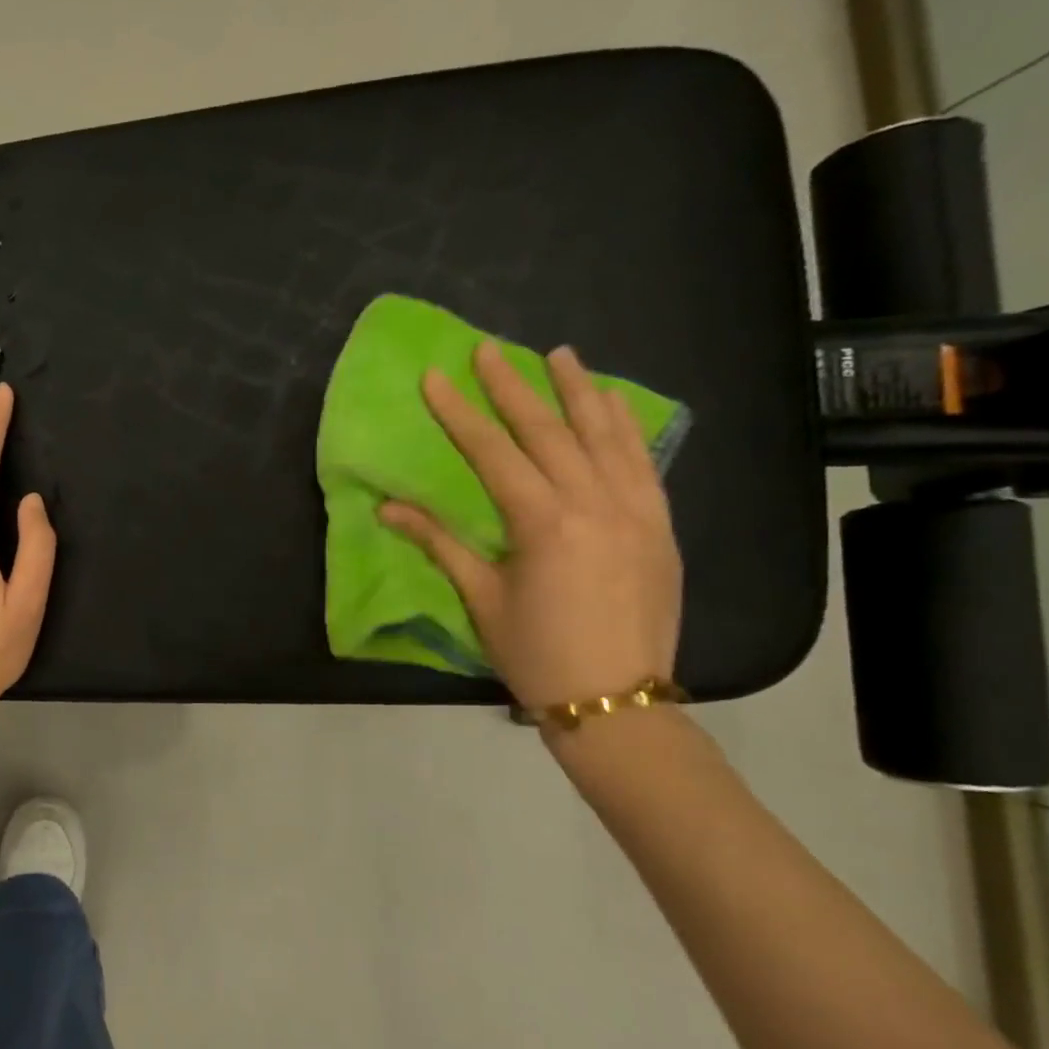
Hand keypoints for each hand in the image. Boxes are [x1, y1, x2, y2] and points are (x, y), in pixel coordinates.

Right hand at [379, 340, 681, 710]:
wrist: (616, 699)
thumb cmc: (535, 652)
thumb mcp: (481, 598)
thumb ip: (439, 543)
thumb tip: (388, 507)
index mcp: (543, 523)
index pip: (494, 452)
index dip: (460, 412)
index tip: (436, 377)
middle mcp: (593, 503)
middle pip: (548, 431)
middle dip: (513, 387)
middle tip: (489, 349)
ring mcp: (636, 510)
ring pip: (604, 435)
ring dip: (578, 391)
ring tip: (559, 355)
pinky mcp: (660, 525)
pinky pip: (642, 461)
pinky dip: (624, 427)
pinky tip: (612, 404)